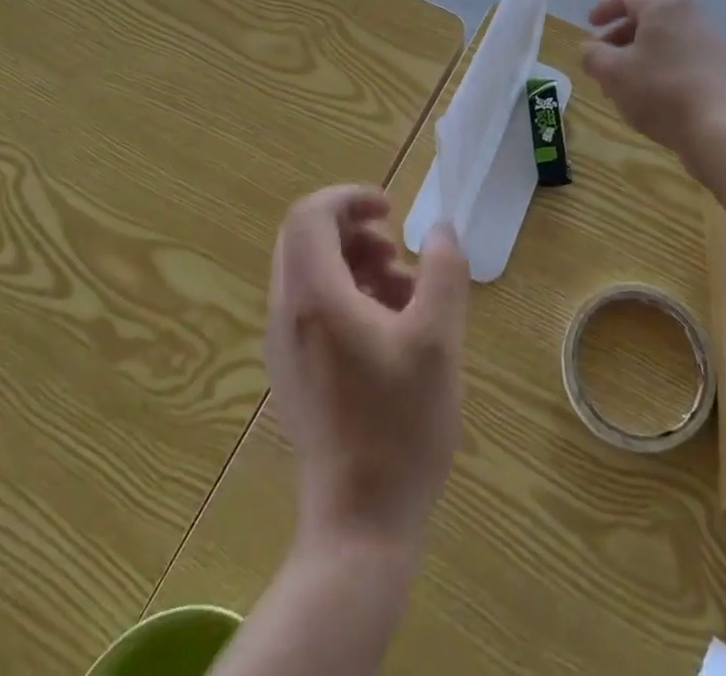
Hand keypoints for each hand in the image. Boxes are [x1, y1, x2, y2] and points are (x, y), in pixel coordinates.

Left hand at [267, 186, 468, 555]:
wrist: (360, 527)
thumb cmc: (401, 427)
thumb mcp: (438, 339)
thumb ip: (442, 271)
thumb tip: (439, 228)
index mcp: (314, 297)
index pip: (310, 215)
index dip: (349, 198)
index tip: (391, 210)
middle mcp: (286, 314)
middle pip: (304, 240)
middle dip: (353, 231)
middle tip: (396, 251)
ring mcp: (284, 346)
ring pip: (308, 273)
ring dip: (354, 264)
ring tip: (403, 292)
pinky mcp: (292, 373)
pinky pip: (311, 307)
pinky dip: (346, 295)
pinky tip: (389, 328)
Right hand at [581, 0, 725, 163]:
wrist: (718, 129)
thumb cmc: (658, 91)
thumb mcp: (612, 73)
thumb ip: (592, 55)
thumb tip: (590, 49)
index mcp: (664, 7)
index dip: (604, 8)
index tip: (589, 26)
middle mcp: (691, 14)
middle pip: (648, 16)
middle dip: (620, 36)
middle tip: (602, 57)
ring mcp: (711, 40)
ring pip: (665, 38)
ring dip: (639, 53)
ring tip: (622, 81)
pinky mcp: (722, 65)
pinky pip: (683, 54)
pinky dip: (661, 64)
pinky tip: (650, 92)